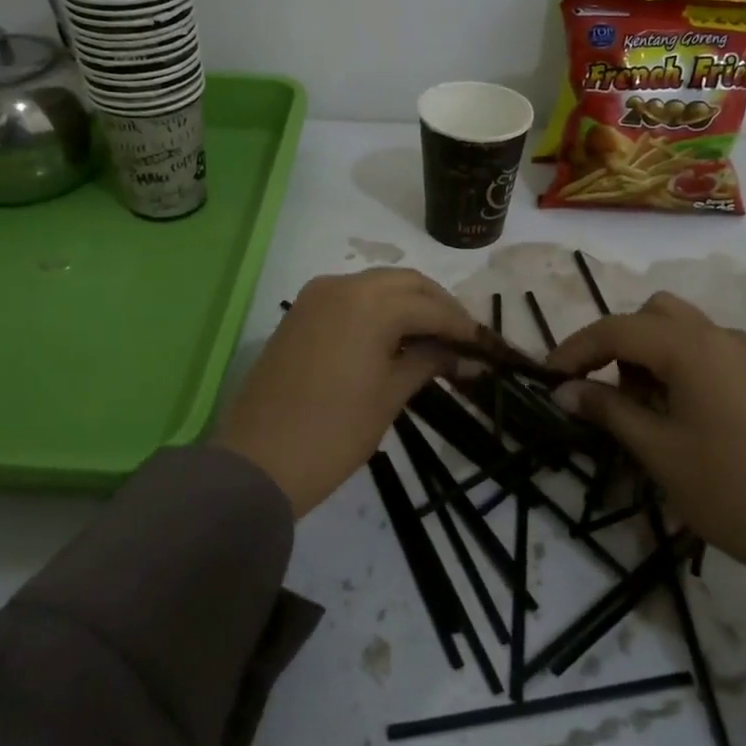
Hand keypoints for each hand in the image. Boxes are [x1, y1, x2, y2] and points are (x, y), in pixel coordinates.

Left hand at [213, 269, 479, 516]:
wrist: (258, 462)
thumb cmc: (334, 432)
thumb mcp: (390, 395)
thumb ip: (429, 362)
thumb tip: (466, 357)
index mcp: (369, 303)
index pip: (430, 306)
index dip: (462, 326)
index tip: (486, 346)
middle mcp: (343, 285)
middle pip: (406, 283)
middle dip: (438, 305)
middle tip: (463, 338)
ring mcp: (316, 296)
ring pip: (378, 285)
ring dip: (409, 304)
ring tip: (434, 338)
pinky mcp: (301, 312)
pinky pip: (352, 297)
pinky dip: (379, 309)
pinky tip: (395, 336)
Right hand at [547, 291, 745, 598]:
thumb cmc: (729, 490)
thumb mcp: (657, 450)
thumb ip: (607, 410)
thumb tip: (564, 390)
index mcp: (692, 347)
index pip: (617, 329)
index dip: (576, 349)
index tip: (548, 377)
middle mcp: (720, 336)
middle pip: (650, 314)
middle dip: (615, 343)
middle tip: (598, 388)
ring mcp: (745, 353)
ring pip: (679, 327)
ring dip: (645, 351)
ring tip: (638, 405)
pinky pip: (704, 348)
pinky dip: (675, 362)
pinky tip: (673, 408)